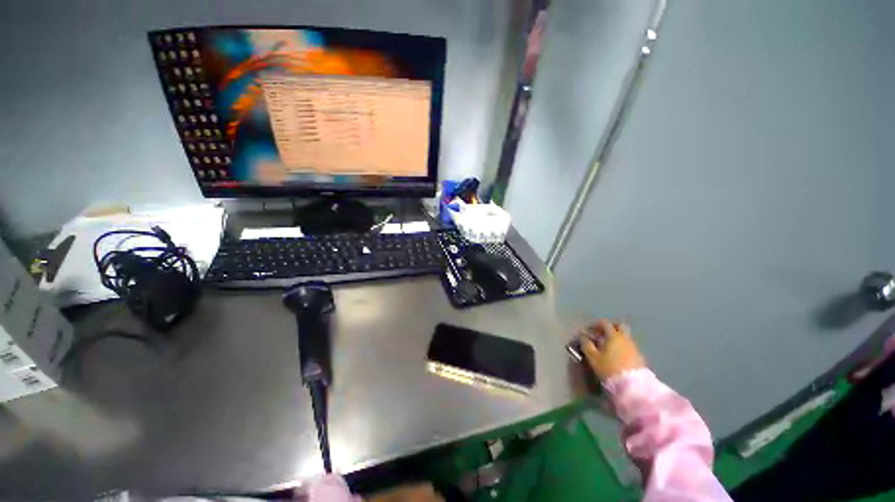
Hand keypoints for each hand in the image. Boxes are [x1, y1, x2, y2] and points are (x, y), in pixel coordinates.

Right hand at [580, 319, 645, 380]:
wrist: (633, 387)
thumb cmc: (609, 369)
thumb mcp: (593, 357)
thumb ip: (586, 344)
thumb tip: (583, 336)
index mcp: (613, 335)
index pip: (604, 323)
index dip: (595, 324)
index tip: (589, 330)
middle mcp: (626, 338)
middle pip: (620, 326)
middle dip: (610, 327)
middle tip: (601, 334)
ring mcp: (634, 348)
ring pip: (625, 337)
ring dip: (616, 338)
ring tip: (608, 347)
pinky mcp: (640, 358)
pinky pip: (629, 347)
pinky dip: (622, 347)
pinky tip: (617, 356)